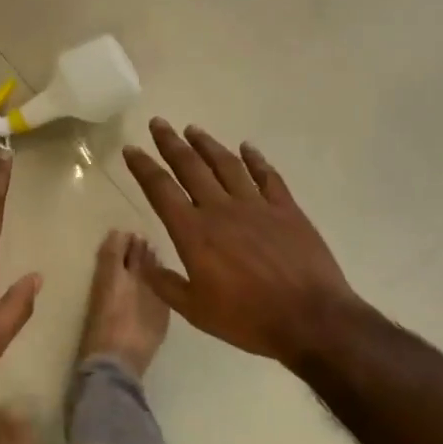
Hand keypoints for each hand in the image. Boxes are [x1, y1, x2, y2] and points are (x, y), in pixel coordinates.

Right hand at [122, 120, 361, 365]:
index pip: (161, 190)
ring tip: (193, 130)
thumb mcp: (195, 311)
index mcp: (194, 232)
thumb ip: (165, 284)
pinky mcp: (286, 209)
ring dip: (207, 145)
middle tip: (158, 123)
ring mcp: (256, 206)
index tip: (131, 149)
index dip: (143, 167)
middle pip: (190, 167)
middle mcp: (221, 209)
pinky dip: (255, 159)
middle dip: (170, 143)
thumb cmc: (248, 319)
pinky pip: (267, 176)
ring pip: (226, 165)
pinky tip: (247, 148)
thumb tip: (141, 262)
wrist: (311, 320)